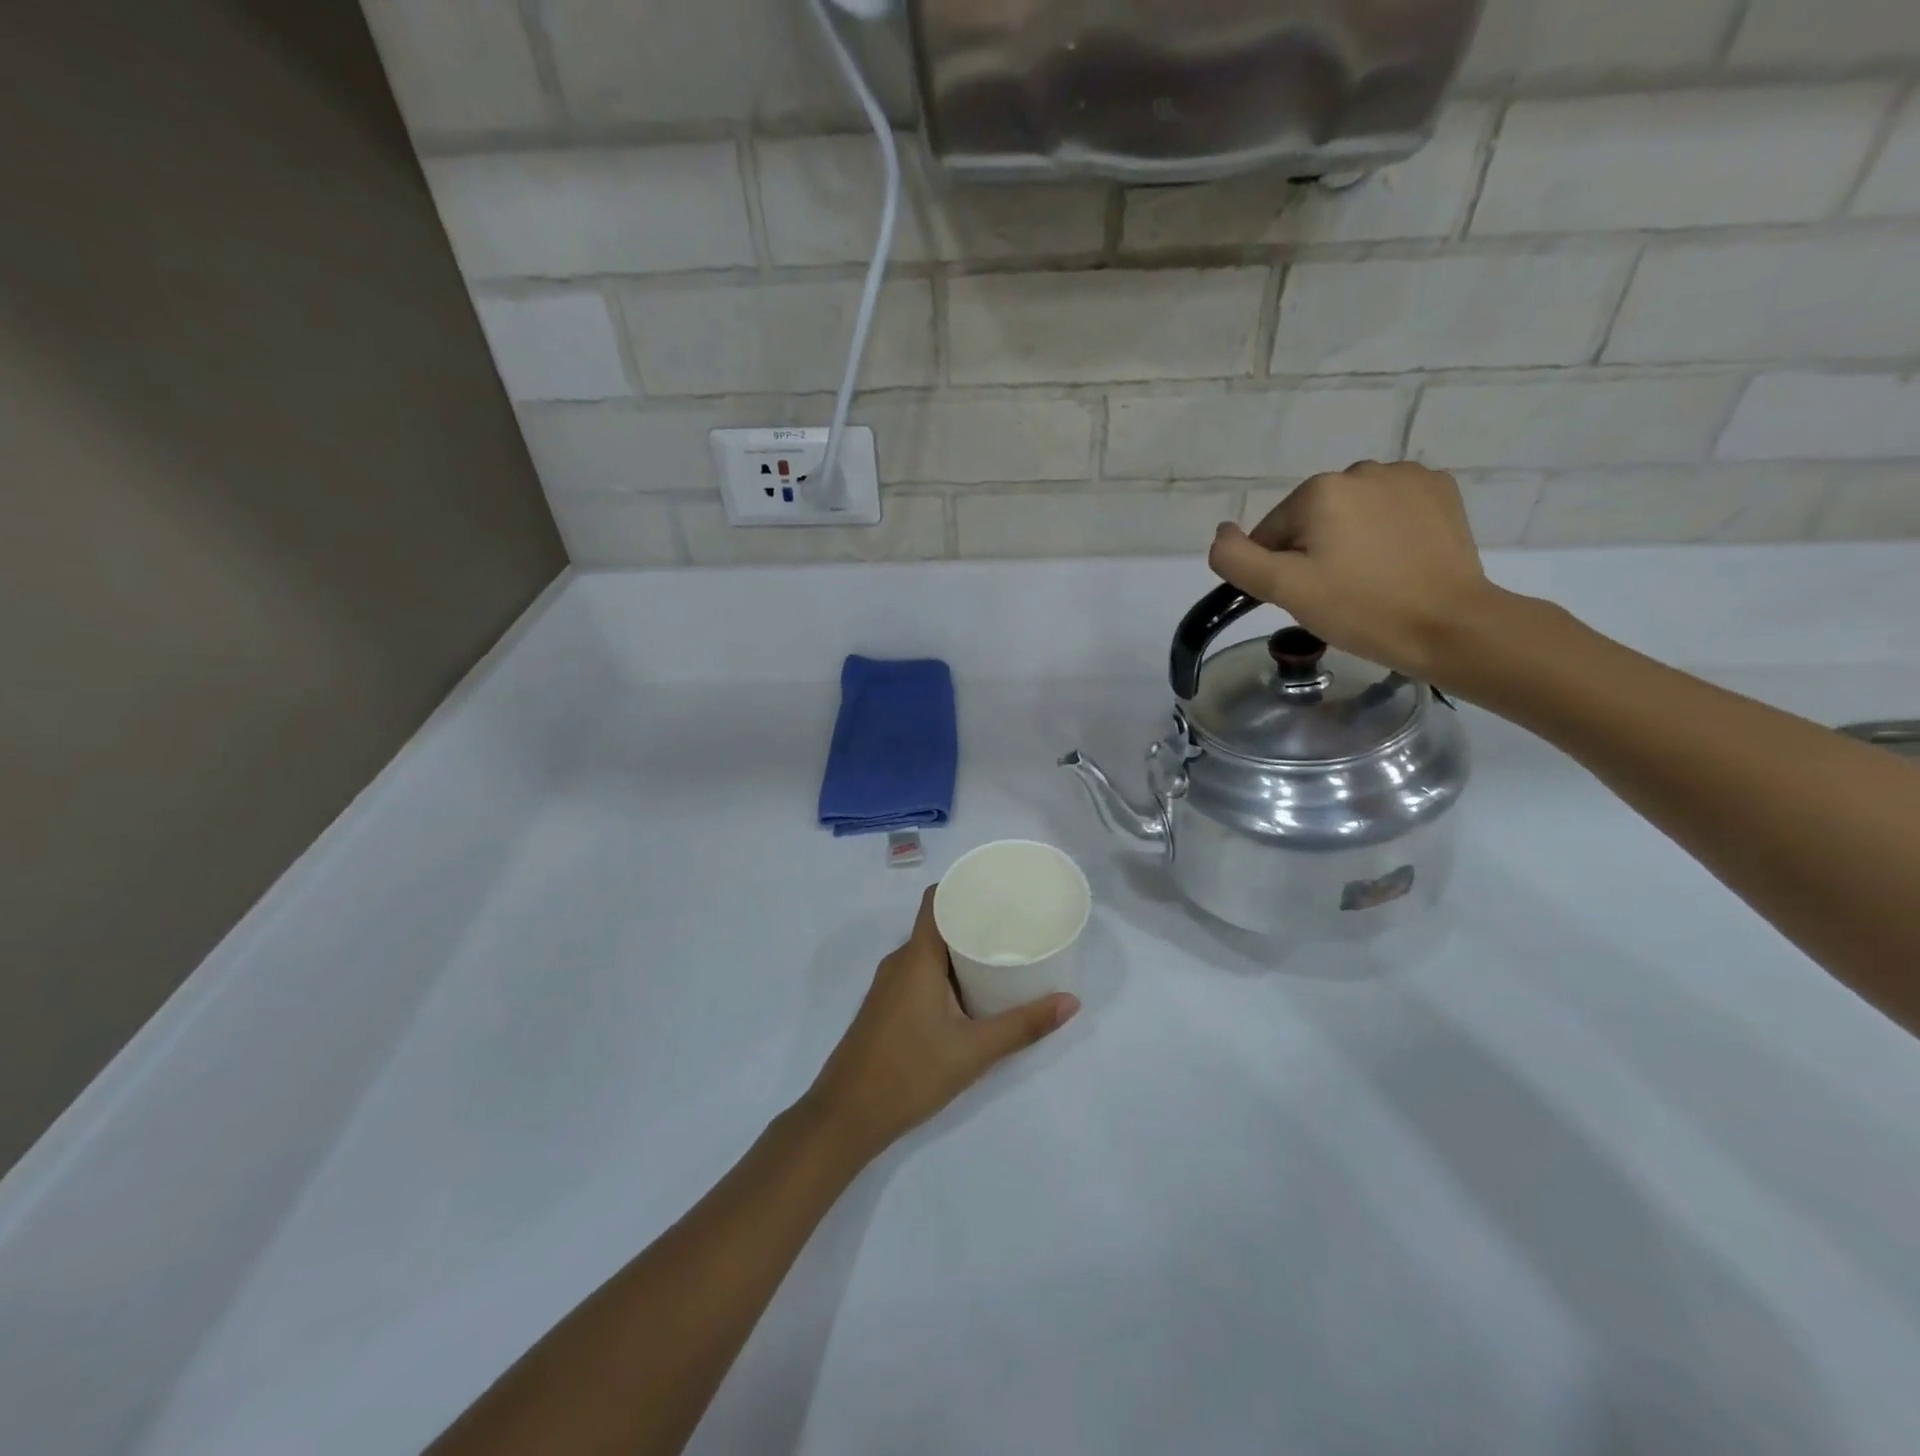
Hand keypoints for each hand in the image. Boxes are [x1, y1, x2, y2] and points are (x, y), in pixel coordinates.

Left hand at [802, 887, 1078, 1161]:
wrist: (845, 1117)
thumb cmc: (909, 1074)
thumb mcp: (973, 1051)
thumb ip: (1022, 1026)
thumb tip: (1071, 1001)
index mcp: (917, 957)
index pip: (936, 899)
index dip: (964, 886)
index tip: (999, 888)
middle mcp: (899, 961)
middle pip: (937, 924)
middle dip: (973, 919)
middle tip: (1014, 924)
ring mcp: (888, 985)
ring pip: (928, 952)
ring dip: (960, 949)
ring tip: (1000, 954)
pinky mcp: (886, 1006)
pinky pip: (919, 972)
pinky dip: (945, 971)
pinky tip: (970, 992)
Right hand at [1208, 461, 1502, 683]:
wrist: (1450, 625)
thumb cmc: (1360, 609)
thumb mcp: (1284, 590)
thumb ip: (1237, 559)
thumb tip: (1221, 532)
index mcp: (1320, 490)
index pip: (1272, 533)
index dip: (1279, 569)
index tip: (1307, 597)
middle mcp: (1361, 470)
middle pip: (1311, 519)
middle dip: (1314, 552)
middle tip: (1337, 592)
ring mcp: (1407, 477)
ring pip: (1351, 512)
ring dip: (1349, 539)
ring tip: (1370, 578)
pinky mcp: (1440, 490)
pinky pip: (1390, 507)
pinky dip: (1386, 529)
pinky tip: (1398, 560)